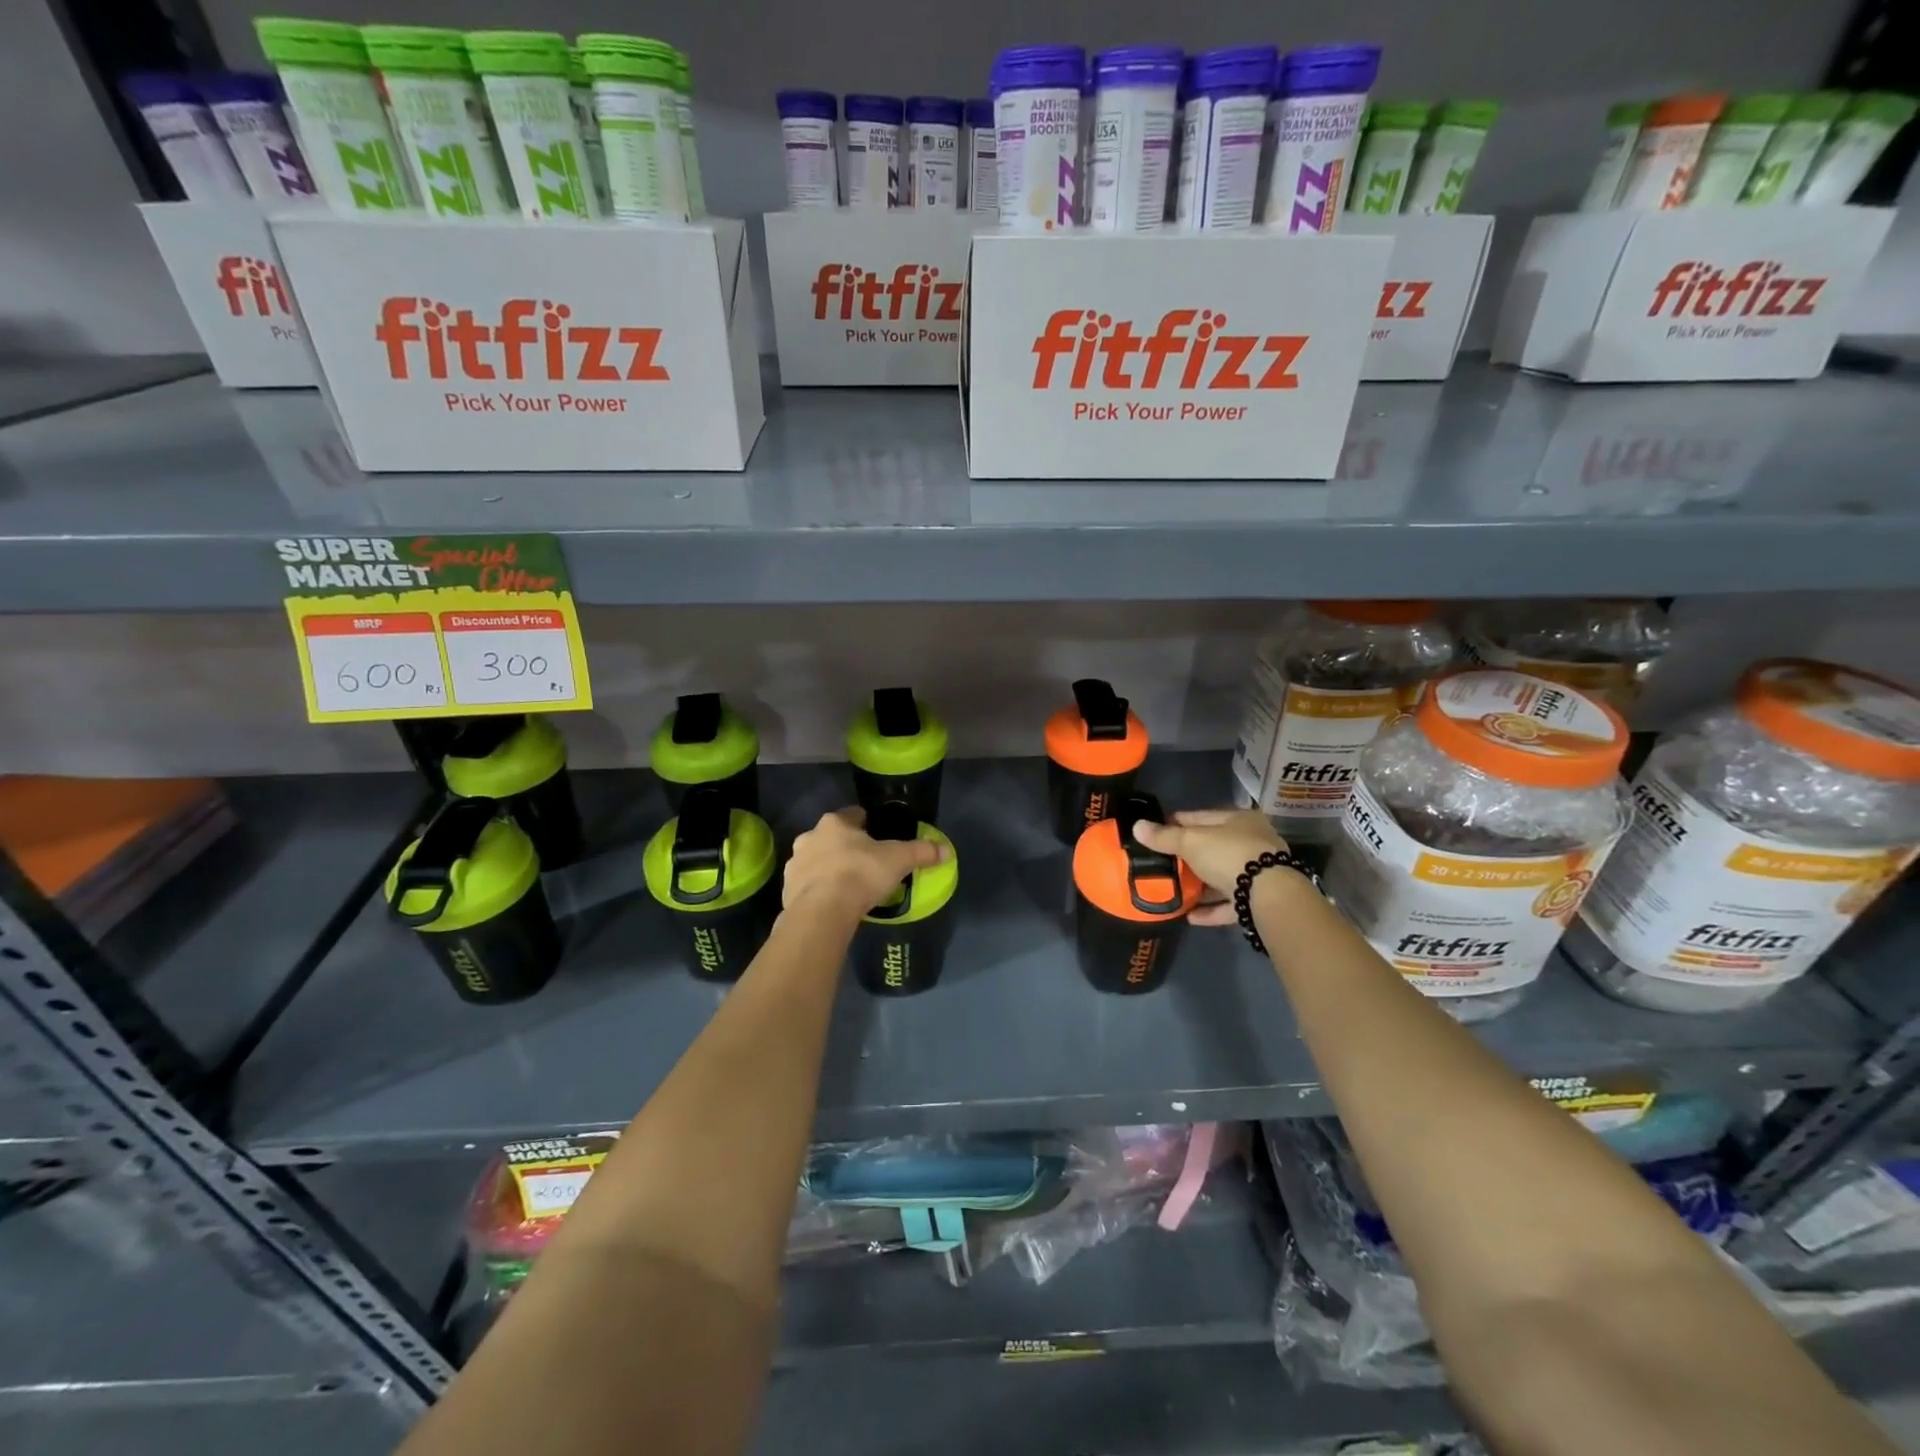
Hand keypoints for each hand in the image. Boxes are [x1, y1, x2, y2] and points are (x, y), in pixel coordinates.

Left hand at [783, 808, 947, 919]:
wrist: (822, 911)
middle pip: (831, 837)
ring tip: (847, 886)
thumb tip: (946, 850)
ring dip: (827, 868)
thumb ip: (921, 852)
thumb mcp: (898, 860)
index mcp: (835, 823)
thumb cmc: (861, 874)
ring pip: (815, 860)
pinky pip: (805, 885)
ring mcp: (795, 864)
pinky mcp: (786, 889)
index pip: (853, 815)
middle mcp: (810, 837)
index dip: (866, 824)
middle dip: (845, 847)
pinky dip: (817, 890)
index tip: (877, 836)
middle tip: (864, 864)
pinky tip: (831, 903)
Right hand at [1131, 809, 1285, 926]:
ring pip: (1221, 876)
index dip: (1176, 822)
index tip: (1154, 831)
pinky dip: (1209, 909)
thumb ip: (1164, 837)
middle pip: (1213, 848)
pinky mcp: (1258, 901)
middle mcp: (1253, 843)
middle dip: (1187, 857)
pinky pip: (1228, 903)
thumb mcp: (1191, 842)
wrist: (1269, 894)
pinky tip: (1188, 915)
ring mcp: (1258, 873)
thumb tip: (1137, 826)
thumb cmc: (1229, 854)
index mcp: (1239, 820)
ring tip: (1173, 890)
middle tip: (1161, 863)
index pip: (1201, 817)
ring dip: (1199, 885)